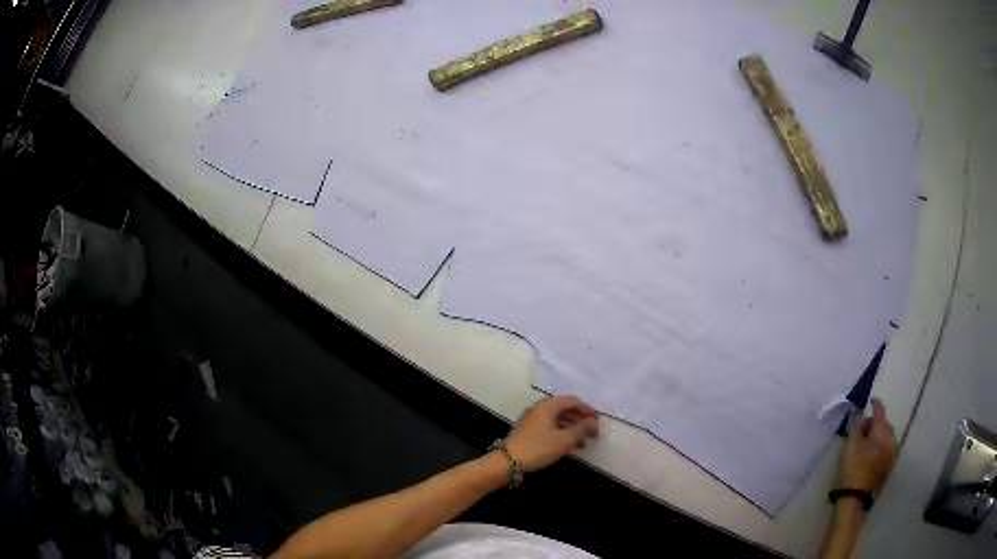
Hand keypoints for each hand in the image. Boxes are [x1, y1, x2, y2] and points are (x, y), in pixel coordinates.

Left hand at [504, 396, 599, 471]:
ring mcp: (532, 420)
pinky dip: (561, 434)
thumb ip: (581, 429)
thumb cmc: (539, 448)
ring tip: (582, 443)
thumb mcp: (564, 440)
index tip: (597, 421)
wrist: (508, 461)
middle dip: (580, 421)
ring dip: (571, 429)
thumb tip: (592, 421)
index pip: (572, 401)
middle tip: (592, 433)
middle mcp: (539, 409)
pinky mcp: (528, 431)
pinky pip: (549, 427)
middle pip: (564, 409)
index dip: (587, 410)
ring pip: (557, 420)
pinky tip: (568, 447)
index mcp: (547, 406)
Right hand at [837, 398, 895, 494]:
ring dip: (877, 436)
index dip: (875, 404)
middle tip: (861, 428)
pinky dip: (879, 447)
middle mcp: (892, 440)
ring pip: (886, 439)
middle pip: (884, 425)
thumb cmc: (853, 469)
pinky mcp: (888, 467)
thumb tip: (857, 412)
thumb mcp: (851, 446)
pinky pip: (886, 449)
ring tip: (865, 442)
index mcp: (884, 432)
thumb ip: (855, 426)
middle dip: (874, 424)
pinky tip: (870, 454)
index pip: (880, 412)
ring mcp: (892, 455)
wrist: (855, 500)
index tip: (870, 400)